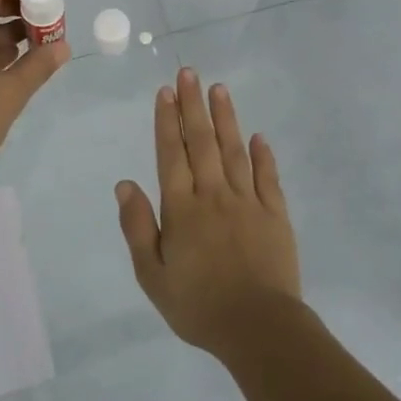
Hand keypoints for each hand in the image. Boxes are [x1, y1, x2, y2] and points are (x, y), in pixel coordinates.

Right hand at [115, 67, 302, 356]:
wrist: (257, 327)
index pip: (172, 154)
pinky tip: (258, 136)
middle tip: (190, 72)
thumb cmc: (197, 305)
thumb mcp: (152, 274)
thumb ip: (138, 227)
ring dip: (226, 118)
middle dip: (193, 106)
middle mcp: (214, 195)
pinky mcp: (276, 215)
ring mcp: (248, 202)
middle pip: (203, 142)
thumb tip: (125, 184)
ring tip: (220, 89)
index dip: (167, 121)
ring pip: (235, 151)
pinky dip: (263, 155)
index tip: (165, 91)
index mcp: (181, 209)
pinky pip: (268, 177)